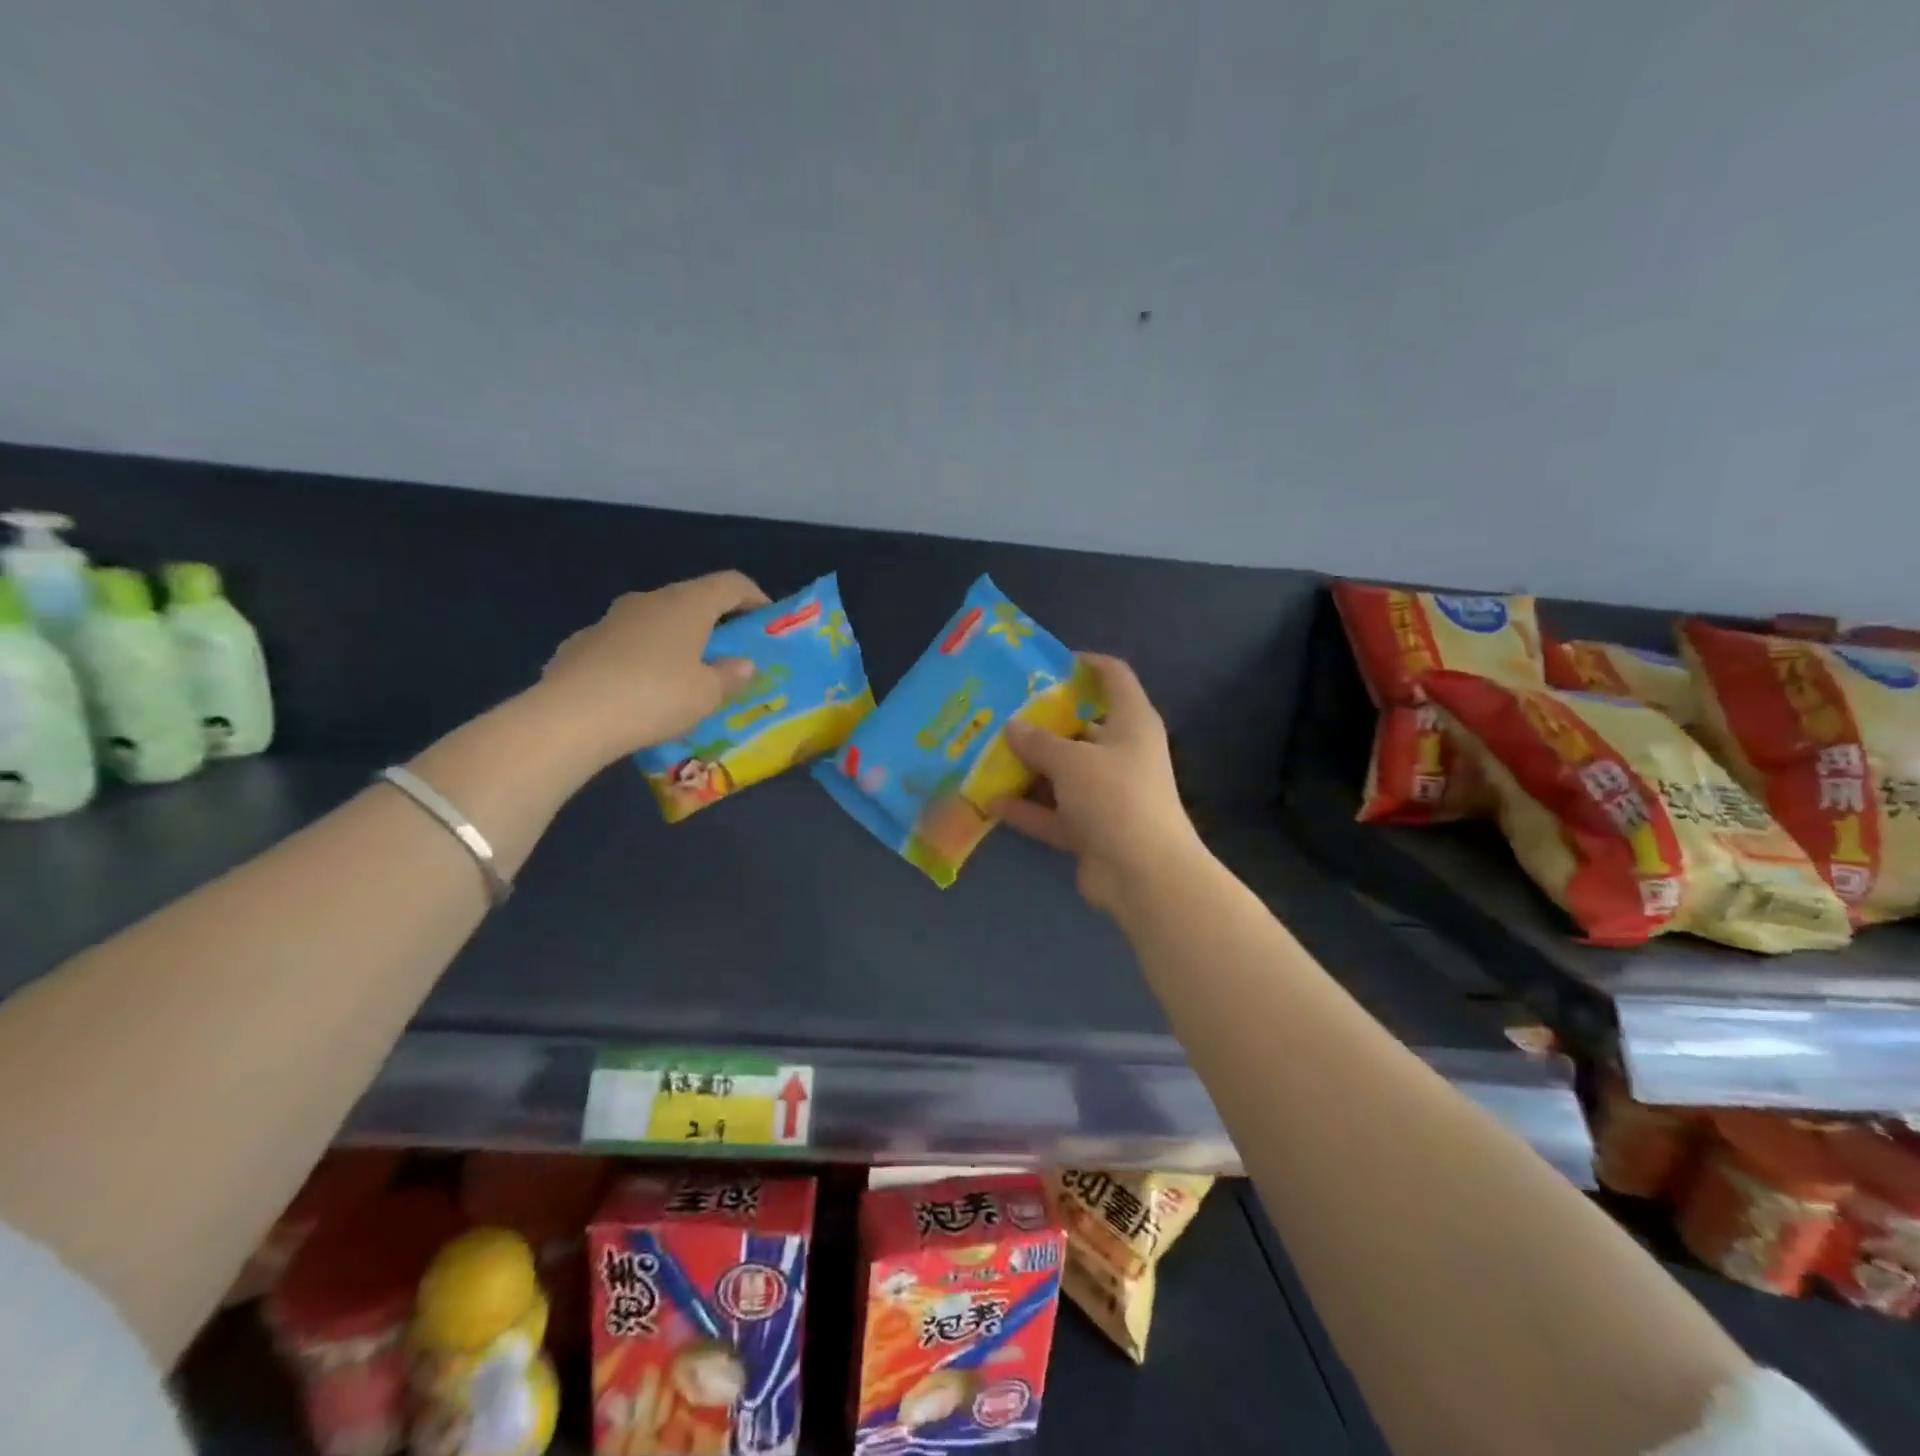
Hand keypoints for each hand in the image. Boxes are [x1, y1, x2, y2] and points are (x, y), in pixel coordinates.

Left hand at [536, 571, 769, 763]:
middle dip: (714, 623)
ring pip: (655, 622)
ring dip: (675, 641)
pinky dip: (641, 659)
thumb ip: (730, 676)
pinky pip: (625, 645)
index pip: (731, 583)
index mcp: (687, 604)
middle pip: (691, 600)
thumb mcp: (707, 695)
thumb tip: (742, 664)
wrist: (571, 717)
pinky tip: (640, 691)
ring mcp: (611, 619)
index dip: (754, 597)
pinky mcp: (581, 643)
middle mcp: (649, 600)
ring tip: (683, 677)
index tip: (765, 620)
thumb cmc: (655, 697)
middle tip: (728, 654)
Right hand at [996, 654, 1204, 913]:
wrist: (1143, 875)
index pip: (1113, 677)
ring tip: (985, 754)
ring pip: (1062, 773)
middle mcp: (1121, 754)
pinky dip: (1027, 809)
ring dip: (1028, 768)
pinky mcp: (1091, 829)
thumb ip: (1038, 741)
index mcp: (1130, 723)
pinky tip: (990, 802)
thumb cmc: (1115, 798)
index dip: (1085, 664)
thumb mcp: (1071, 761)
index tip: (1046, 663)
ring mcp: (1106, 794)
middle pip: (1079, 727)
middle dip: (1040, 722)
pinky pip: (1054, 813)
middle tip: (999, 713)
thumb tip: (1011, 727)